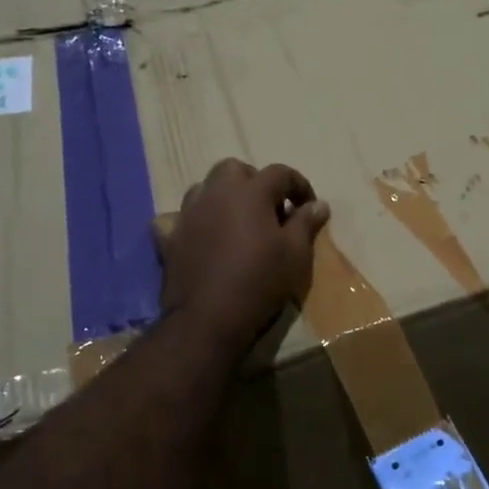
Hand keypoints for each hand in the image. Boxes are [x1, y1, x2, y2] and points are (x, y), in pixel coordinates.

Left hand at [159, 158, 329, 352]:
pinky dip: (193, 220)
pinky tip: (202, 236)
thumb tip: (318, 204)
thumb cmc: (260, 281)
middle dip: (256, 182)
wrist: (207, 319)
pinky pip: (178, 217)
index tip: (308, 207)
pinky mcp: (170, 237)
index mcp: (250, 192)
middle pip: (236, 170)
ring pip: (206, 188)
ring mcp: (189, 214)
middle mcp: (216, 193)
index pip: (280, 173)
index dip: (299, 185)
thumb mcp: (295, 254)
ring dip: (224, 197)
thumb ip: (306, 223)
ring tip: (239, 221)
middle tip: (271, 210)